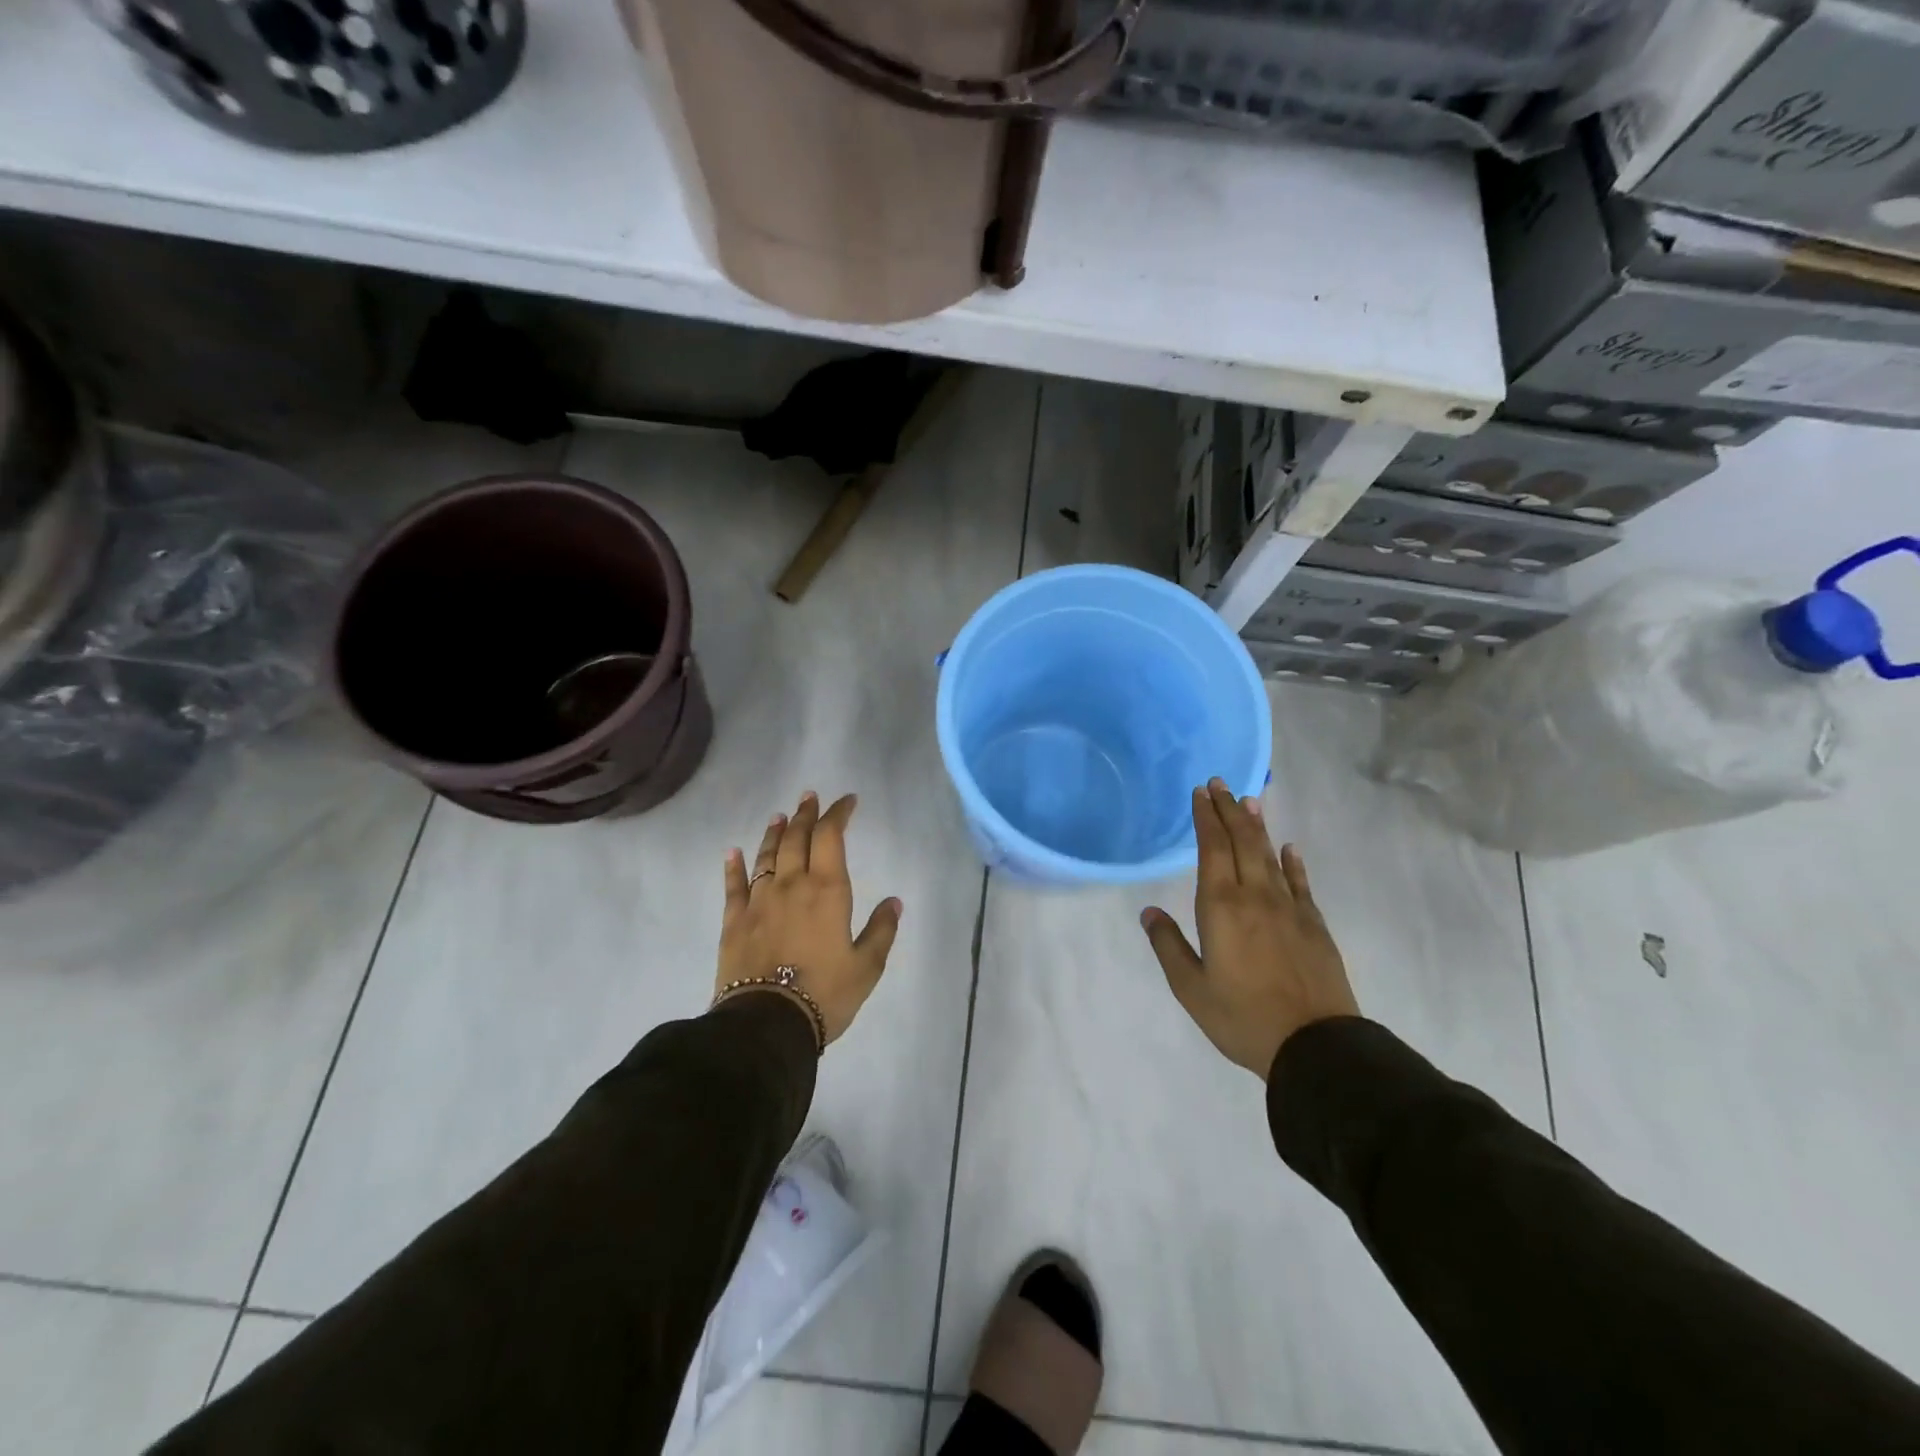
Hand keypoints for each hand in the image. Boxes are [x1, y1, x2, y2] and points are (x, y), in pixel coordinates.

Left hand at [718, 791, 901, 1044]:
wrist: (767, 1024)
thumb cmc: (825, 994)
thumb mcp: (866, 967)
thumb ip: (882, 930)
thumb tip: (894, 902)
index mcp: (827, 890)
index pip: (831, 837)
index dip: (838, 814)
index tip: (847, 801)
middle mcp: (791, 885)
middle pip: (797, 838)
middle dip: (806, 815)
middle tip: (810, 797)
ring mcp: (759, 901)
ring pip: (766, 856)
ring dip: (774, 833)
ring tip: (780, 816)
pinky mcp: (734, 921)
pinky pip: (733, 886)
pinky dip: (734, 866)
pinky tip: (733, 852)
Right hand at [1141, 779, 1358, 1077]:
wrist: (1315, 1046)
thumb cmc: (1242, 1017)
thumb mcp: (1191, 988)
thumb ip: (1168, 945)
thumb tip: (1149, 911)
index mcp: (1221, 907)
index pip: (1213, 849)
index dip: (1206, 818)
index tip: (1200, 792)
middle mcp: (1256, 896)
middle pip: (1242, 842)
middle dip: (1229, 810)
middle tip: (1220, 783)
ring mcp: (1289, 909)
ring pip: (1270, 856)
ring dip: (1258, 826)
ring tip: (1249, 801)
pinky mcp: (1314, 925)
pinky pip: (1300, 883)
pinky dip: (1293, 862)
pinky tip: (1290, 848)